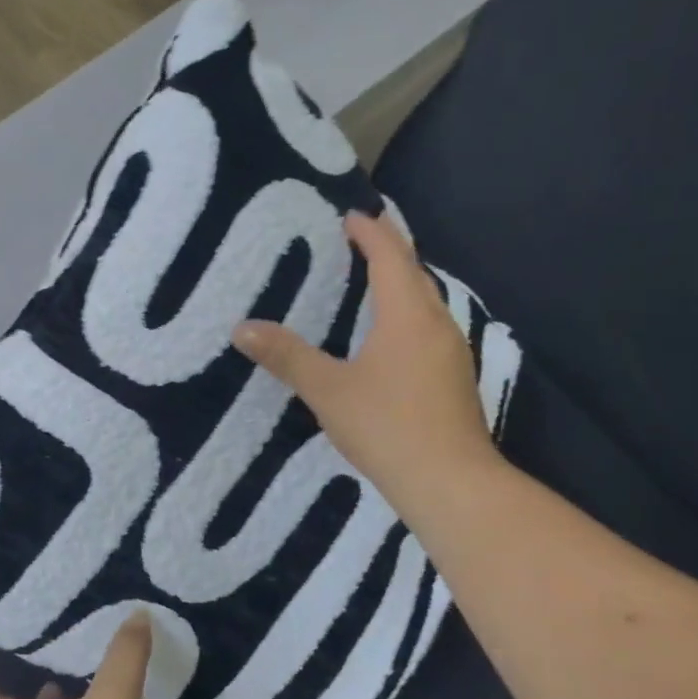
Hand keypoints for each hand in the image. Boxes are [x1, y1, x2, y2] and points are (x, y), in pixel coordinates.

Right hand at [234, 210, 502, 520]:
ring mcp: (452, 352)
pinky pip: (429, 327)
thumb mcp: (328, 390)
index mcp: (407, 316)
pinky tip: (390, 334)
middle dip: (389, 250)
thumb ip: (287, 356)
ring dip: (401, 282)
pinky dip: (407, 313)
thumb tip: (242, 328)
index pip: (391, 257)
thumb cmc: (387, 427)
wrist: (451, 483)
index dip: (371, 232)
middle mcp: (437, 324)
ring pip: (426, 301)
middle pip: (415, 273)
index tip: (350, 215)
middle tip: (359, 239)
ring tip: (371, 280)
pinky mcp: (455, 378)